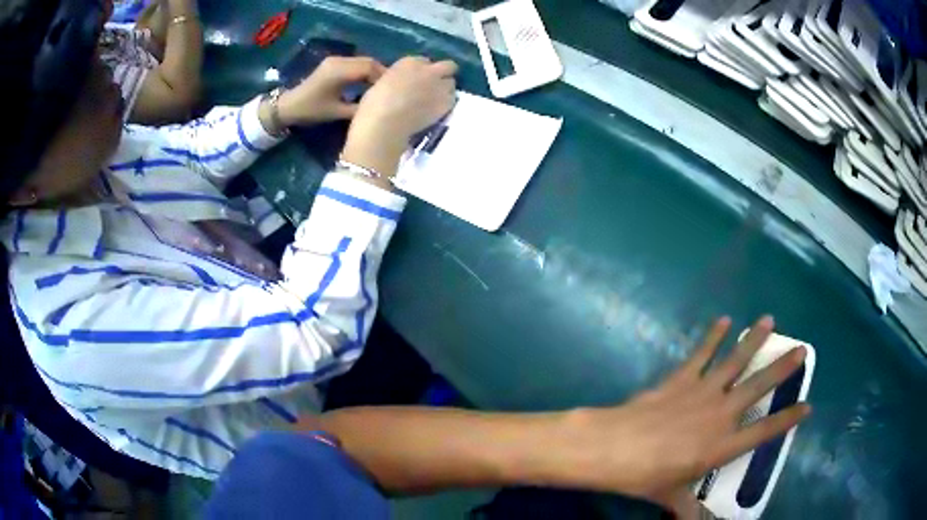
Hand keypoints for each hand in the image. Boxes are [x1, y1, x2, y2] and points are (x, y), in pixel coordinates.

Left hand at [276, 56, 385, 126]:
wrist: (288, 106)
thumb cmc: (311, 110)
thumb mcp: (336, 112)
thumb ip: (359, 108)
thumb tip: (380, 107)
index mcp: (339, 71)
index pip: (370, 68)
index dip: (384, 78)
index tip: (393, 92)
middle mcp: (339, 61)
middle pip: (369, 62)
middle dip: (382, 74)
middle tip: (391, 90)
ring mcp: (336, 60)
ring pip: (364, 62)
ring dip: (374, 72)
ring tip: (382, 88)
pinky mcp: (334, 63)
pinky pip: (356, 64)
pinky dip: (365, 72)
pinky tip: (370, 84)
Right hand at [342, 56, 457, 177]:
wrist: (385, 124)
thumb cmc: (374, 105)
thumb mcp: (383, 82)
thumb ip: (398, 78)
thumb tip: (404, 83)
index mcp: (409, 62)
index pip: (424, 61)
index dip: (422, 71)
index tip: (416, 79)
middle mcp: (428, 70)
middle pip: (448, 66)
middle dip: (443, 73)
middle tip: (435, 85)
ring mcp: (440, 86)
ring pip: (452, 83)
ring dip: (445, 89)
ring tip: (435, 100)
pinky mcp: (446, 103)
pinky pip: (452, 99)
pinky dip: (446, 103)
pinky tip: (436, 110)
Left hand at [564, 316, 809, 518]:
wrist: (614, 448)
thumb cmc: (645, 476)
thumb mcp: (671, 496)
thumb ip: (688, 511)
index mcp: (722, 446)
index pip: (764, 432)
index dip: (787, 420)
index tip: (808, 406)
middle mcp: (721, 414)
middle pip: (759, 387)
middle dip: (782, 368)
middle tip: (801, 349)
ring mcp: (702, 391)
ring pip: (735, 361)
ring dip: (754, 340)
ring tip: (769, 320)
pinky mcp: (681, 378)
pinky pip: (701, 353)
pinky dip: (713, 336)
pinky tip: (724, 320)